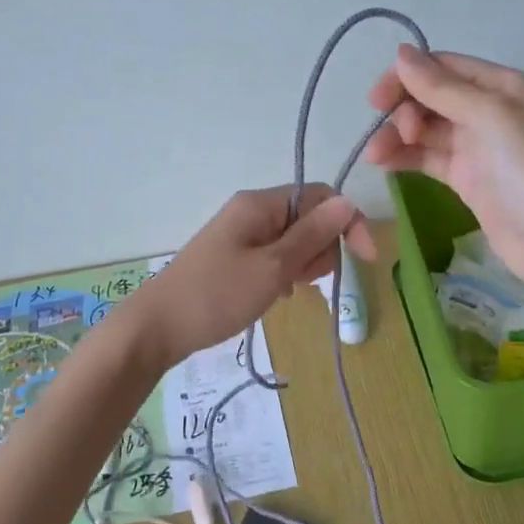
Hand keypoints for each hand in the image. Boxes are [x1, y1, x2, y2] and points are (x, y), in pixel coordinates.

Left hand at [124, 184, 373, 367]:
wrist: (157, 327)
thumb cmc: (217, 296)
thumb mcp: (272, 267)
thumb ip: (312, 235)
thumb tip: (348, 202)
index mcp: (261, 204)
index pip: (321, 197)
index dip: (348, 222)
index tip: (366, 260)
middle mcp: (252, 211)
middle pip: (309, 218)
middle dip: (321, 248)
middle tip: (304, 281)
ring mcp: (241, 234)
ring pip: (293, 240)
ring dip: (303, 264)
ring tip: (286, 291)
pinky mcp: (234, 256)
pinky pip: (274, 256)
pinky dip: (284, 274)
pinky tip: (276, 295)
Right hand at [363, 46, 523, 299]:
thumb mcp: (487, 115)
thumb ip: (440, 87)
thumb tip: (401, 53)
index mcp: (500, 85)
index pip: (443, 67)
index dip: (407, 77)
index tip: (376, 99)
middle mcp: (488, 110)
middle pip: (431, 97)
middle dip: (403, 111)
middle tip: (395, 136)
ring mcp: (476, 146)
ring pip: (425, 130)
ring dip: (397, 137)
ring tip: (375, 156)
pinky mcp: (466, 178)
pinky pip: (428, 158)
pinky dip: (405, 158)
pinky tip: (384, 165)